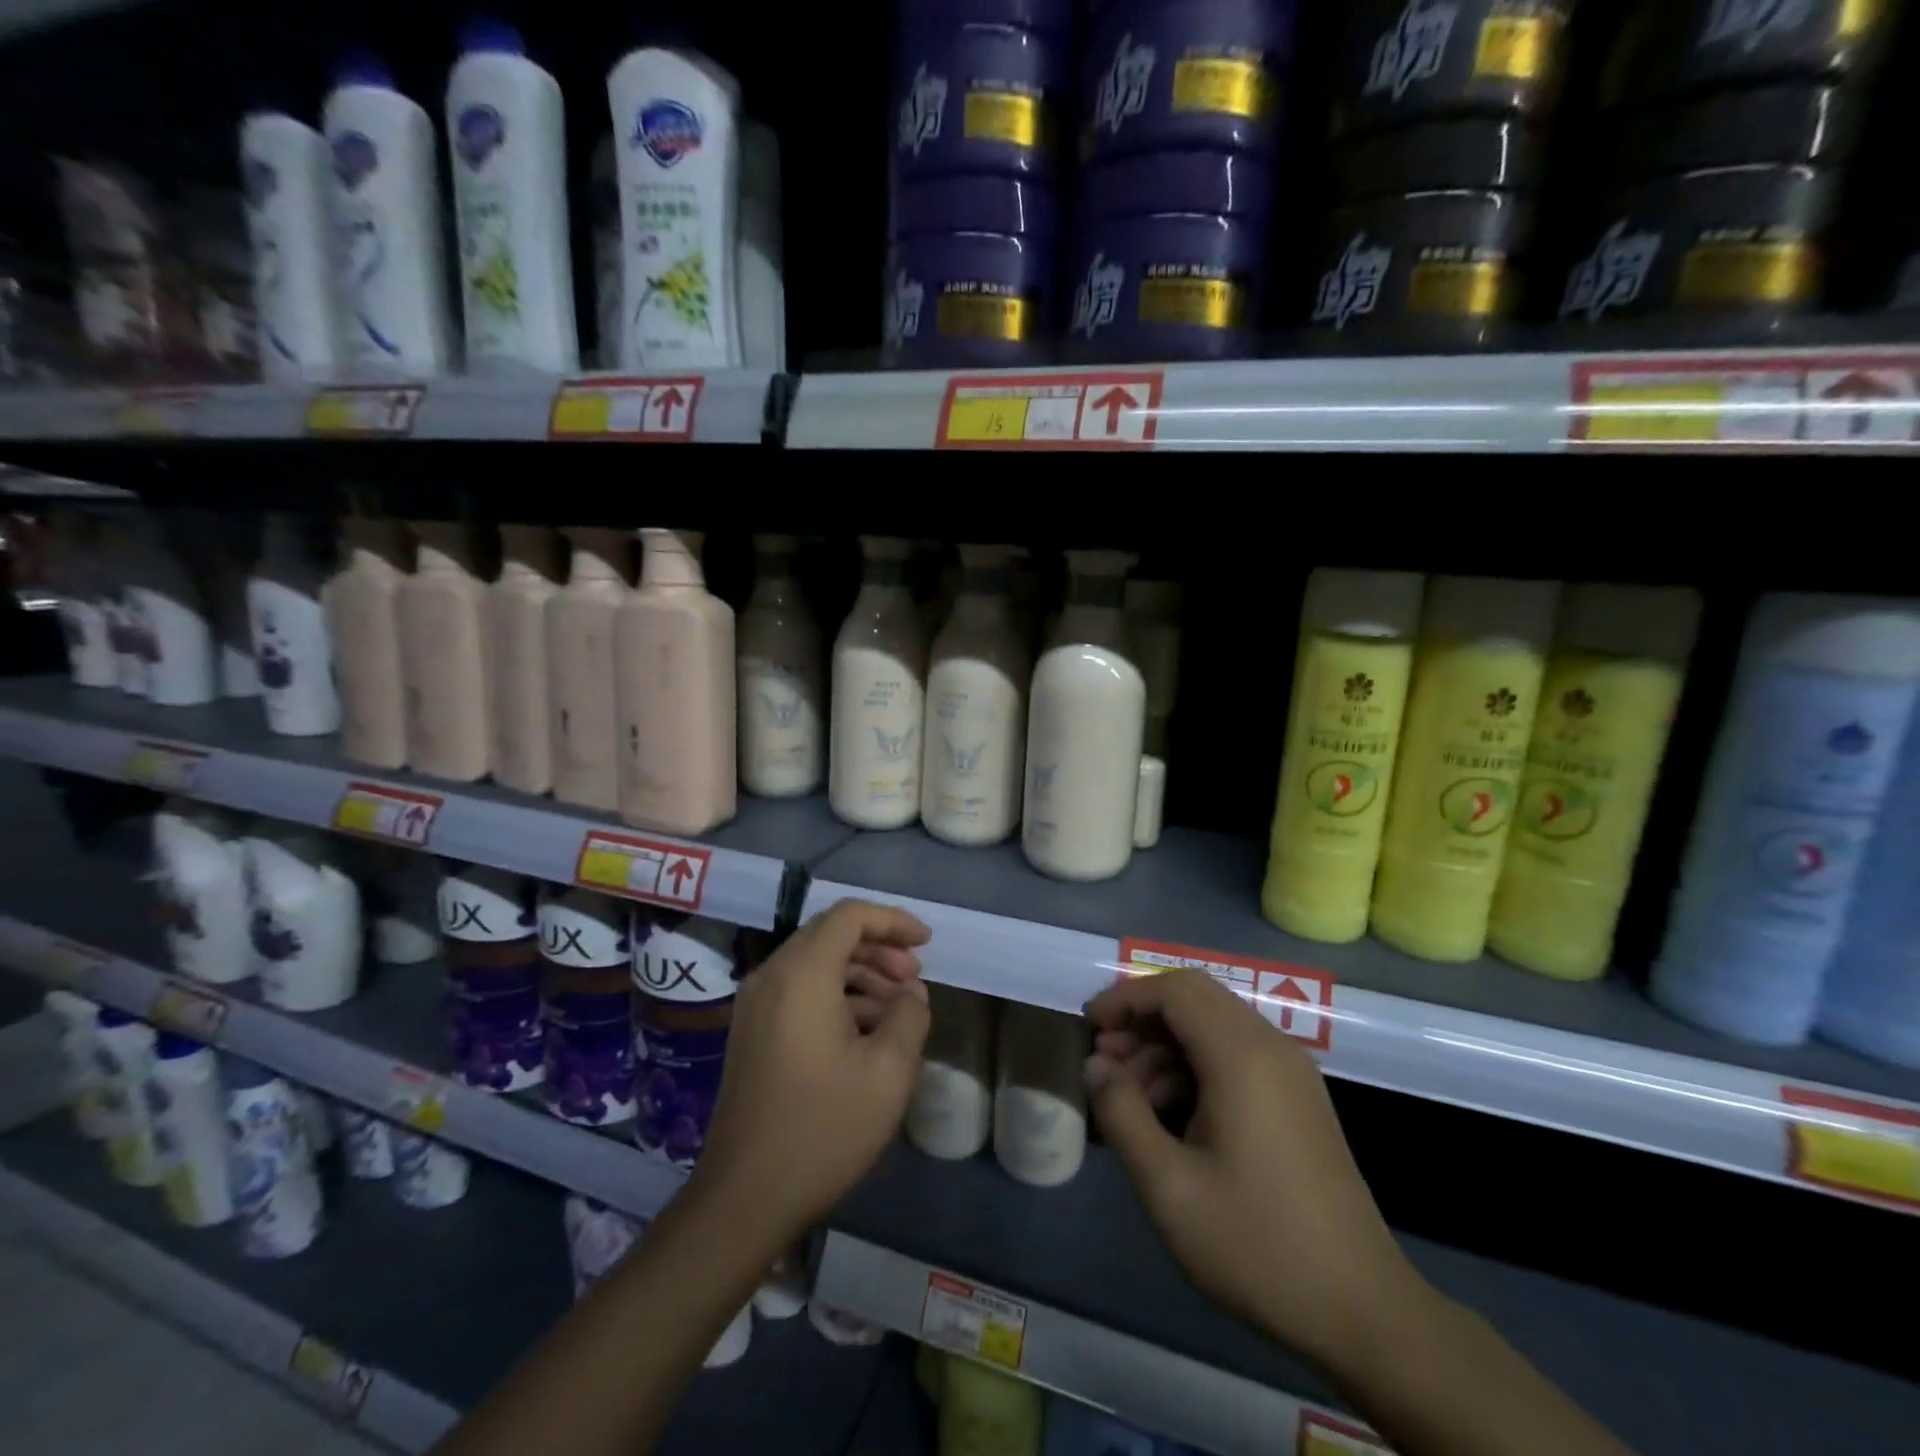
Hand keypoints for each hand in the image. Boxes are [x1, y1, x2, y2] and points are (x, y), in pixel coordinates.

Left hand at [694, 900, 931, 1234]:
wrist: (744, 1197)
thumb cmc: (823, 1128)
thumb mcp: (889, 1072)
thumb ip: (909, 1016)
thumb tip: (911, 993)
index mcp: (802, 974)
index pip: (849, 916)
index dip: (893, 920)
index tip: (926, 943)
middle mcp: (771, 976)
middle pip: (830, 934)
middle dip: (879, 947)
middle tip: (914, 978)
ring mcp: (754, 1004)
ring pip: (815, 962)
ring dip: (860, 972)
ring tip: (897, 1006)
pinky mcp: (751, 1031)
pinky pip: (798, 989)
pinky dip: (836, 993)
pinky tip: (865, 1029)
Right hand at [1085, 970, 1421, 1371]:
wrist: (1364, 1312)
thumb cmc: (1258, 1245)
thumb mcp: (1169, 1187)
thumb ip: (1123, 1114)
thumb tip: (1096, 1066)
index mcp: (1242, 1056)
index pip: (1174, 990)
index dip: (1124, 998)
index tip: (1088, 1026)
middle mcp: (1270, 1047)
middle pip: (1195, 996)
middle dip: (1142, 1015)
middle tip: (1104, 1057)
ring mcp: (1290, 1071)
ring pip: (1214, 1022)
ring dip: (1166, 1040)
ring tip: (1127, 1090)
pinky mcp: (1297, 1097)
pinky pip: (1235, 1052)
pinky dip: (1194, 1061)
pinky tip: (1168, 1108)